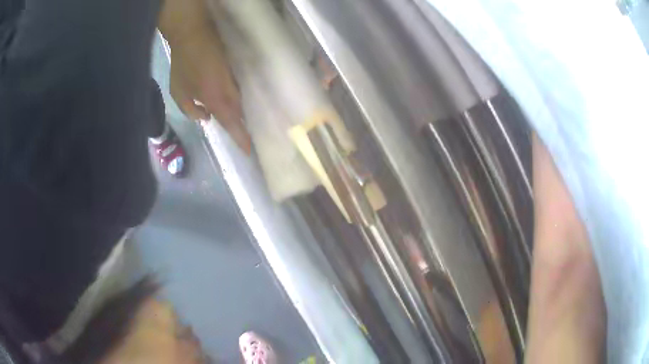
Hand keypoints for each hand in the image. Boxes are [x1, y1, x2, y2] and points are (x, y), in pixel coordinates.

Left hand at [168, 26, 250, 152]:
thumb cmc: (183, 64)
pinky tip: (239, 102)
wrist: (194, 34)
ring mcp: (235, 79)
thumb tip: (208, 118)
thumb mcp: (178, 92)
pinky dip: (239, 99)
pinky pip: (240, 89)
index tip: (249, 151)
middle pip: (240, 113)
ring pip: (242, 101)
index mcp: (215, 98)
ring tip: (245, 123)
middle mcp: (229, 91)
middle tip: (248, 138)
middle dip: (243, 127)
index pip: (232, 123)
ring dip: (242, 113)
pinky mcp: (237, 71)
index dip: (241, 138)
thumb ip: (191, 110)